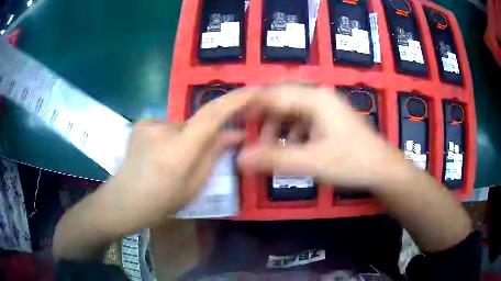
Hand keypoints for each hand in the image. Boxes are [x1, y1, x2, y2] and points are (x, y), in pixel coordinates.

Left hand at [100, 88, 255, 231]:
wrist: (124, 201)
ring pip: (181, 127)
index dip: (235, 101)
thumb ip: (214, 155)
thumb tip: (235, 134)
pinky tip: (160, 155)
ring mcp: (149, 123)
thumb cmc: (161, 202)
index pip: (212, 116)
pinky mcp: (141, 123)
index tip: (254, 91)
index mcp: (179, 151)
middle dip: (204, 136)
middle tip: (199, 157)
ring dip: (186, 139)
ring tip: (173, 161)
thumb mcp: (194, 185)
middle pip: (196, 123)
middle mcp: (163, 129)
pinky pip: (167, 127)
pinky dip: (171, 138)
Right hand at [238, 84, 407, 188]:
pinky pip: (302, 119)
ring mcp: (326, 107)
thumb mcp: (312, 162)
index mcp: (315, 98)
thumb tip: (239, 159)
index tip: (233, 120)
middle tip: (249, 135)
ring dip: (277, 126)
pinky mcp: (329, 119)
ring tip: (269, 147)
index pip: (273, 94)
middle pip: (281, 99)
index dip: (251, 105)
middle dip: (263, 117)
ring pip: (291, 110)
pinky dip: (291, 132)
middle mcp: (319, 96)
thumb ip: (275, 159)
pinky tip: (291, 147)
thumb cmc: (352, 162)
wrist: (382, 169)